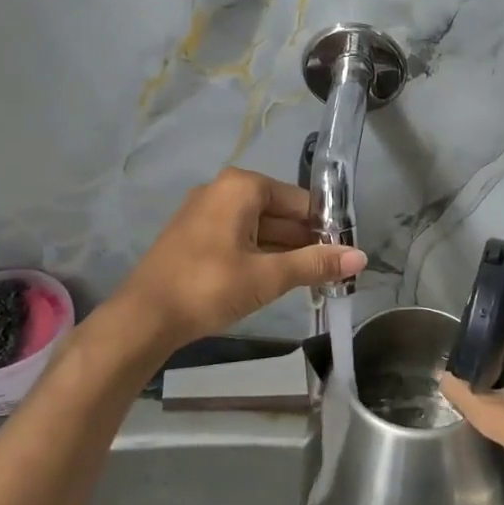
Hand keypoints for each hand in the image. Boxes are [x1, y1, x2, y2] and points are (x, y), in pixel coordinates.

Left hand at [109, 167, 364, 351]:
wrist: (143, 317)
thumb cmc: (209, 287)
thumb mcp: (267, 276)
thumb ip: (315, 264)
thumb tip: (360, 257)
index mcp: (241, 186)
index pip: (299, 201)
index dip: (325, 227)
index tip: (345, 255)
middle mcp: (222, 190)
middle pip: (279, 212)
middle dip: (306, 241)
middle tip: (334, 272)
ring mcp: (205, 213)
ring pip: (259, 227)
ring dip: (285, 252)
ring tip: (313, 280)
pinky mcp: (194, 236)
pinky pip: (239, 238)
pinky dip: (260, 255)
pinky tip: (277, 280)